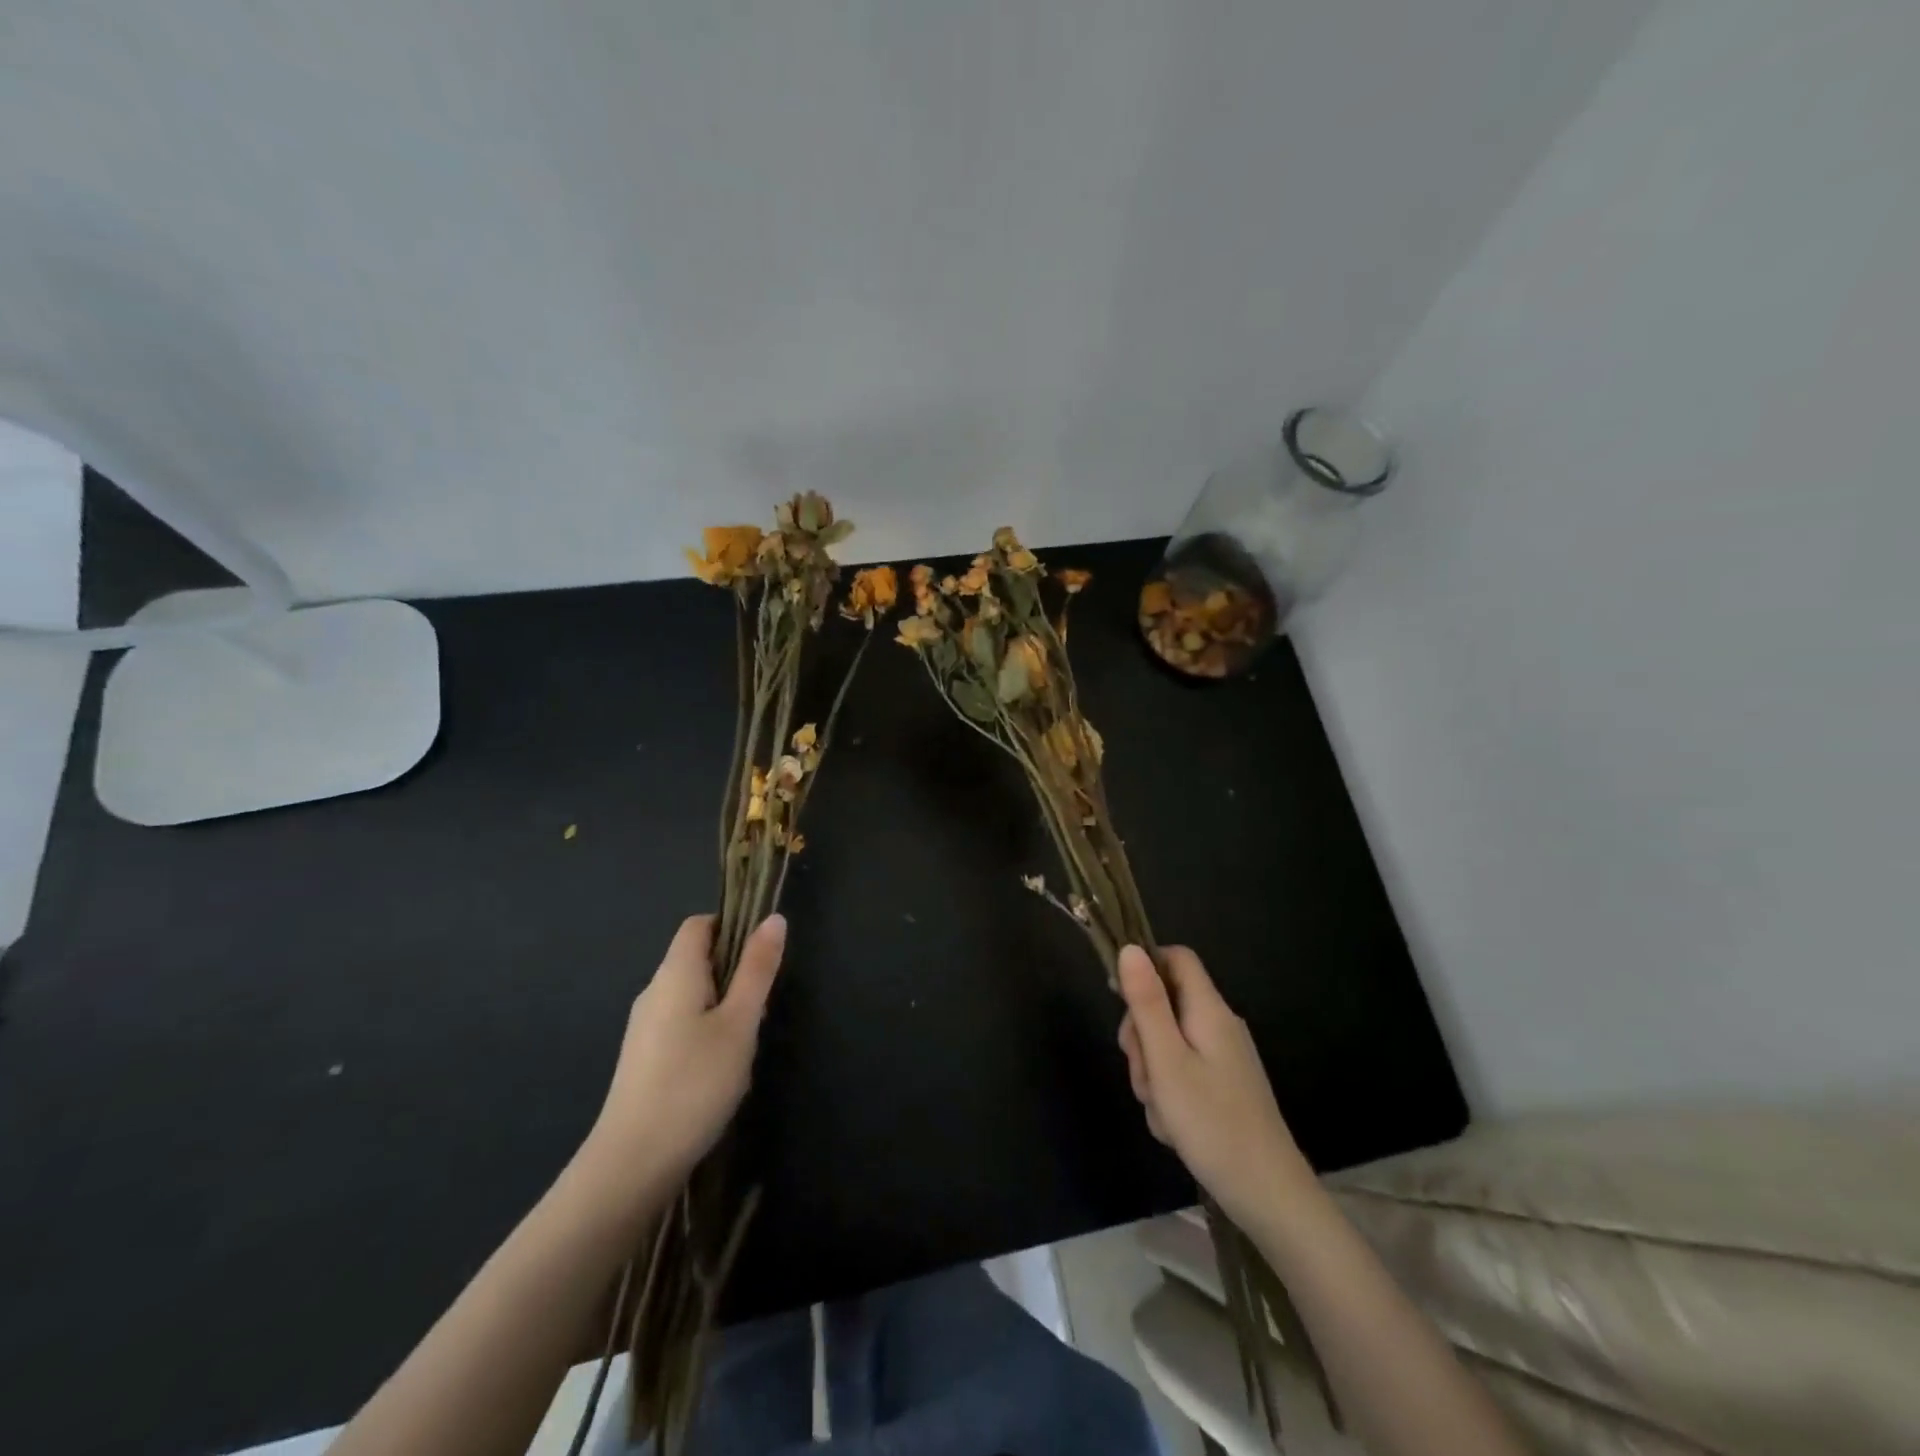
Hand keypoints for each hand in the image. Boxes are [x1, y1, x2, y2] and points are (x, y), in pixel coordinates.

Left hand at [575, 914, 785, 1215]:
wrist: (632, 1163)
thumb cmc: (694, 1083)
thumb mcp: (740, 1023)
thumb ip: (757, 969)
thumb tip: (774, 918)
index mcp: (675, 973)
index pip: (698, 925)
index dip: (732, 925)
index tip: (763, 951)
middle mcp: (654, 992)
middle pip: (695, 958)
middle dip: (733, 969)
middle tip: (762, 1003)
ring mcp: (643, 1027)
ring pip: (690, 993)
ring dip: (722, 1002)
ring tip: (746, 1038)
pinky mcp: (643, 1058)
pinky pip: (679, 1022)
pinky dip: (705, 1027)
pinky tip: (721, 1066)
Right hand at [1117, 944, 1311, 1223]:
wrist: (1268, 1195)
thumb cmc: (1212, 1123)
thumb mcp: (1166, 1060)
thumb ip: (1146, 1003)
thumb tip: (1129, 948)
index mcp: (1209, 1010)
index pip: (1176, 958)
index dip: (1144, 966)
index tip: (1118, 997)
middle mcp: (1218, 1025)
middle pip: (1165, 1003)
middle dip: (1141, 1034)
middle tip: (1145, 1074)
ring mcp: (1222, 1056)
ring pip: (1168, 1042)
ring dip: (1152, 1071)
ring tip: (1162, 1109)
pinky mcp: (1222, 1085)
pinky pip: (1182, 1071)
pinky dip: (1169, 1092)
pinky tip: (1173, 1125)